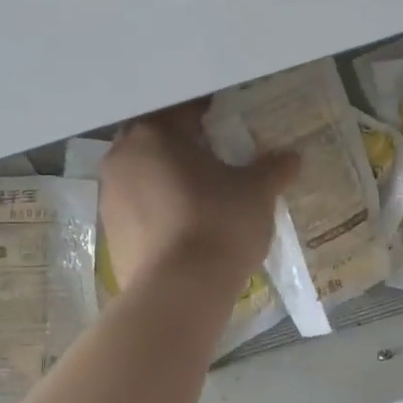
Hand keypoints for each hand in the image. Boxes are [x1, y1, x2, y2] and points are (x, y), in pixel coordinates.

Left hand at [98, 103, 299, 292]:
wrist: (178, 292)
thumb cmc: (218, 223)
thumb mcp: (257, 192)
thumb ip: (274, 168)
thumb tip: (293, 157)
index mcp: (155, 133)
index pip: (183, 110)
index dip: (209, 114)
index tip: (228, 123)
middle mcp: (123, 155)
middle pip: (158, 140)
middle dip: (184, 145)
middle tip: (216, 156)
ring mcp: (110, 195)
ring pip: (143, 172)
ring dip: (167, 176)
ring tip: (200, 192)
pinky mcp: (109, 231)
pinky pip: (137, 206)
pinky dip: (157, 207)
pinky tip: (184, 223)